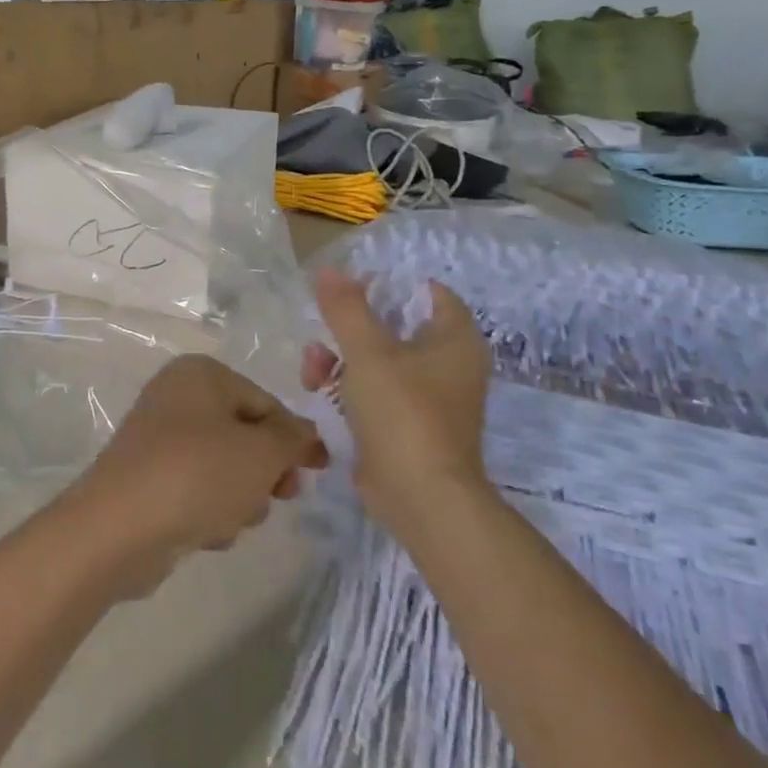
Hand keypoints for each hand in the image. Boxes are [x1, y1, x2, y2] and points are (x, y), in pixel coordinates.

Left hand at [65, 355, 326, 597]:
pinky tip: (203, 532)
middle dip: (264, 472)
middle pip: (245, 436)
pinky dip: (208, 512)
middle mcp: (177, 397)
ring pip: (223, 469)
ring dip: (238, 498)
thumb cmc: (197, 474)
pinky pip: (196, 492)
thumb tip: (308, 434)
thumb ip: (294, 439)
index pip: (266, 403)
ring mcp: (159, 439)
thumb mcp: (261, 452)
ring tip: (228, 518)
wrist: (119, 527)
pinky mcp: (148, 479)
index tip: (318, 472)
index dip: (295, 439)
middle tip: (280, 496)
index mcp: (201, 374)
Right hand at [301, 269, 492, 530]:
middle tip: (322, 331)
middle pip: (393, 325)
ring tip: (312, 371)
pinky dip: (348, 387)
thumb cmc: (403, 413)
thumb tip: (328, 270)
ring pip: (377, 359)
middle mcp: (448, 364)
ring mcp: (428, 397)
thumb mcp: (368, 352)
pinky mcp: (407, 424)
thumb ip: (346, 308)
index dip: (388, 285)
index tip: (350, 289)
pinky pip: (375, 390)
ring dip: (339, 358)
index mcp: (454, 339)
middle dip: (349, 327)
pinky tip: (319, 392)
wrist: (421, 498)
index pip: (426, 292)